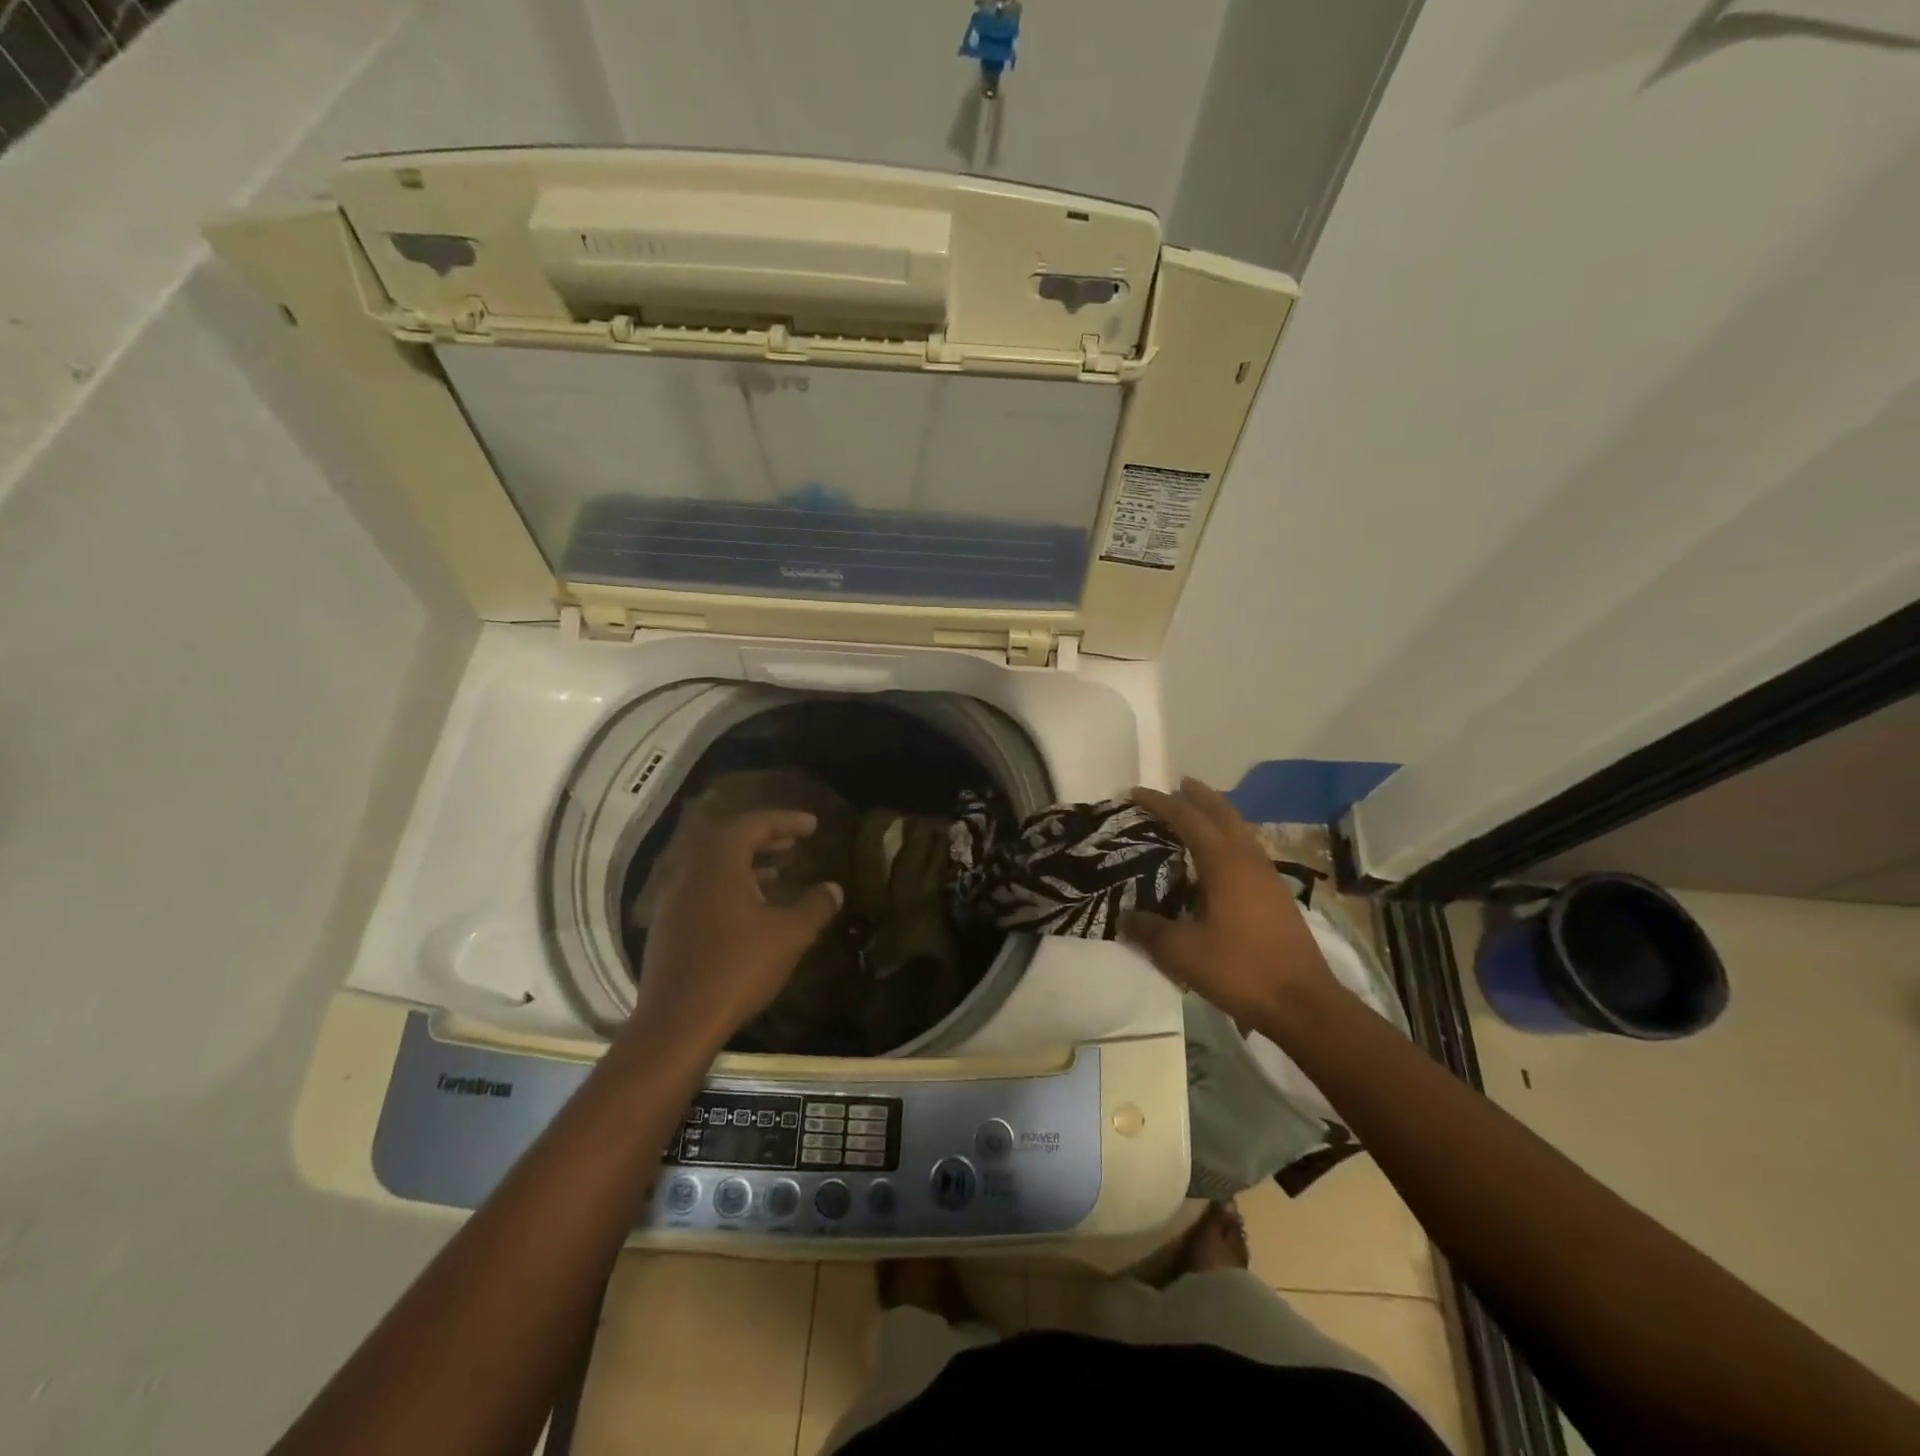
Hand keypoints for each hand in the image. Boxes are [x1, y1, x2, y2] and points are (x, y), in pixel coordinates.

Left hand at [629, 804, 842, 1052]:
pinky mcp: (668, 927)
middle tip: (795, 843)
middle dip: (765, 839)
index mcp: (719, 863)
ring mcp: (674, 900)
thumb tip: (833, 888)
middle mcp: (691, 872)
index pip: (753, 825)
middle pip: (730, 841)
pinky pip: (703, 891)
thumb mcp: (789, 935)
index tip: (813, 825)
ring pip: (714, 868)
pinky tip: (750, 912)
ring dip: (747, 865)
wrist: (677, 1022)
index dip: (786, 821)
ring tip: (778, 875)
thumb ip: (815, 906)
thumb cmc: (738, 967)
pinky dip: (730, 888)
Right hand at [1124, 778, 1339, 1029]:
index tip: (1136, 793)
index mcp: (1225, 864)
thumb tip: (1125, 916)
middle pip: (1224, 814)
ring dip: (1218, 816)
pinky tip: (1219, 859)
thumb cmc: (1241, 969)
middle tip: (1178, 785)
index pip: (1188, 819)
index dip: (1161, 803)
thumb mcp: (1183, 952)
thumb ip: (1150, 930)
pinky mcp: (1277, 896)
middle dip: (1199, 796)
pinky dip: (1229, 839)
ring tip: (1197, 814)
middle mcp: (1249, 861)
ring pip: (1240, 831)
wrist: (1303, 1003)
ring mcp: (1268, 877)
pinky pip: (1248, 851)